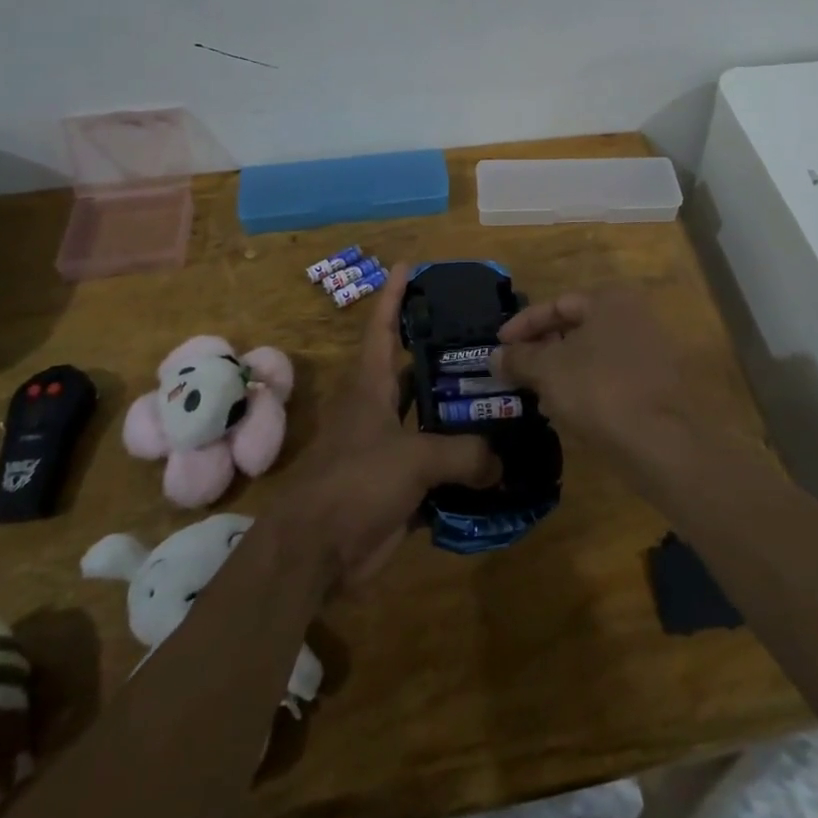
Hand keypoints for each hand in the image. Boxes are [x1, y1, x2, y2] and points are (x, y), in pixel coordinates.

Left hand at [273, 263, 498, 588]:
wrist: (314, 552)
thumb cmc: (354, 484)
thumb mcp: (412, 459)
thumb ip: (462, 454)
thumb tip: (501, 462)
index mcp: (372, 386)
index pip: (384, 328)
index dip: (395, 296)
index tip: (409, 265)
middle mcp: (380, 410)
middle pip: (415, 372)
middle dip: (446, 355)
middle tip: (489, 340)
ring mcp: (388, 448)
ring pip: (430, 420)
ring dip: (460, 413)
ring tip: (503, 397)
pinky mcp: (397, 486)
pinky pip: (436, 467)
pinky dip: (462, 465)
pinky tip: (496, 461)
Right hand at [493, 287, 718, 470]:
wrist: (659, 442)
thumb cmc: (598, 390)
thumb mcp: (548, 370)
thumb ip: (519, 358)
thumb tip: (495, 355)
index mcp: (609, 300)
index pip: (557, 304)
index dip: (523, 325)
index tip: (499, 347)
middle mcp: (634, 316)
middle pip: (576, 328)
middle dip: (542, 350)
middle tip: (516, 371)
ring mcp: (649, 350)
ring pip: (591, 355)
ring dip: (560, 371)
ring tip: (535, 395)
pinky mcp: (656, 383)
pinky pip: (609, 376)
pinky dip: (584, 387)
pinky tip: (565, 412)